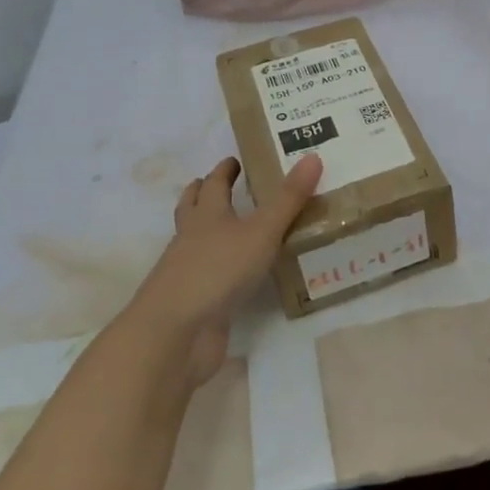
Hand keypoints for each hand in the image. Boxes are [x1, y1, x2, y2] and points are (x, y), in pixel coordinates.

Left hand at [129, 153, 321, 387]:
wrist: (176, 332)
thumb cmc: (218, 270)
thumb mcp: (261, 231)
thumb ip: (288, 199)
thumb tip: (313, 156)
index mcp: (207, 215)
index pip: (214, 184)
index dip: (224, 170)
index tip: (234, 160)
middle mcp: (192, 238)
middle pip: (192, 209)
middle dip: (203, 194)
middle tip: (219, 185)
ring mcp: (188, 272)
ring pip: (195, 241)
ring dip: (207, 231)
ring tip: (228, 227)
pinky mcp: (194, 302)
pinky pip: (208, 276)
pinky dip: (219, 268)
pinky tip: (235, 274)